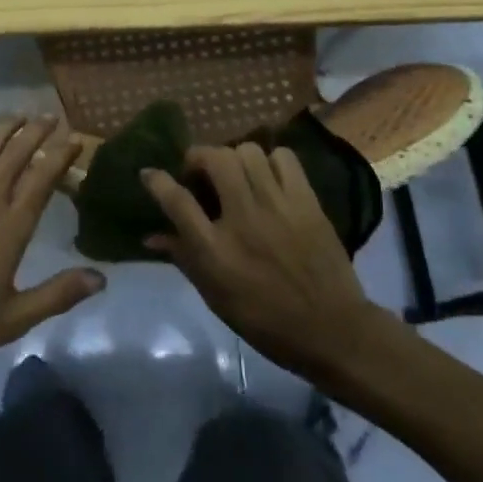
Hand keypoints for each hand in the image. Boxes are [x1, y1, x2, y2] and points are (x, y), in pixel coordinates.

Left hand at [0, 115, 104, 372]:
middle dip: (36, 131)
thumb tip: (101, 278)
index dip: (60, 155)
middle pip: (16, 153)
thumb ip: (57, 294)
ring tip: (20, 115)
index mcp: (10, 226)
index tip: (75, 140)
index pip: (42, 178)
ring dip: (6, 128)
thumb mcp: (14, 319)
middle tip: (51, 116)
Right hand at [142, 143, 386, 383]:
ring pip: (248, 151)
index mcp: (216, 251)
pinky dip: (272, 161)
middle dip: (200, 157)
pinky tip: (269, 178)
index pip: (177, 201)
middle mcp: (243, 220)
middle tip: (201, 172)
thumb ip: (183, 258)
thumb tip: (152, 235)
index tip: (150, 173)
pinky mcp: (306, 201)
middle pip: (214, 159)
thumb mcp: (216, 297)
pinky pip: (284, 158)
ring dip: (235, 157)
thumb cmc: (266, 320)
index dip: (157, 180)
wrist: (332, 330)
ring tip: (237, 174)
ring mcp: (277, 206)